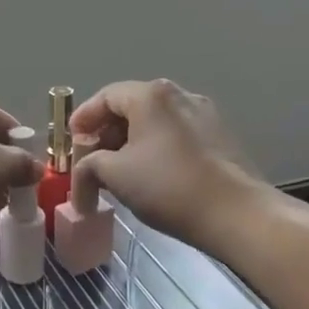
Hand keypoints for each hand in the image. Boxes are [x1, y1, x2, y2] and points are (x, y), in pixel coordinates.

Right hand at [71, 80, 267, 247]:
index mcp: (150, 94)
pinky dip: (156, 149)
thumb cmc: (168, 186)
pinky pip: (176, 135)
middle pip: (131, 107)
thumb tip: (85, 169)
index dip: (83, 118)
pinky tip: (151, 177)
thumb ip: (89, 164)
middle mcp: (179, 94)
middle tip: (91, 160)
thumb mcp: (114, 175)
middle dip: (106, 133)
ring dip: (131, 143)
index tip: (71, 141)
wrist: (237, 214)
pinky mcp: (220, 137)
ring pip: (155, 122)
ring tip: (118, 172)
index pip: (105, 97)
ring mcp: (204, 114)